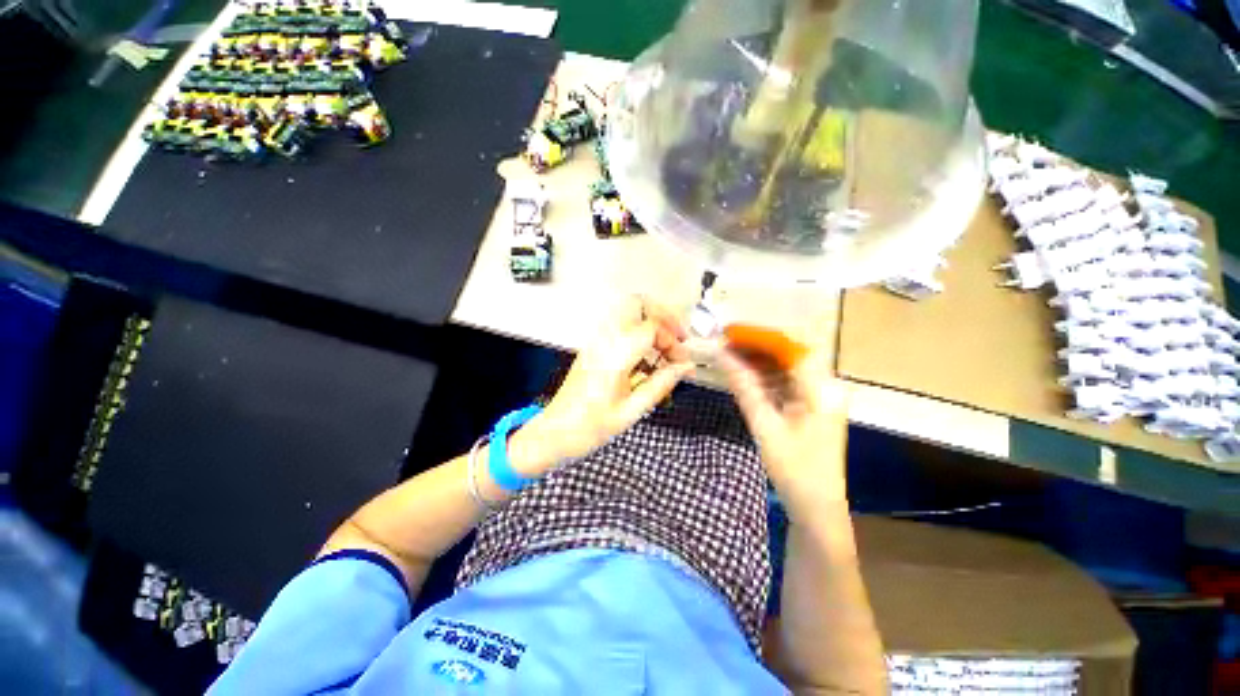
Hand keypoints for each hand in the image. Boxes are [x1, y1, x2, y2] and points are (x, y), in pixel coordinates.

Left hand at [511, 296, 694, 473]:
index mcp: (615, 353)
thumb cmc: (591, 427)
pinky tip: (645, 362)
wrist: (554, 433)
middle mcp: (605, 338)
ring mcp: (596, 340)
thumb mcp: (632, 410)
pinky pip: (620, 327)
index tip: (682, 363)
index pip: (653, 327)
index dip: (673, 342)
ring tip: (664, 352)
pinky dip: (638, 335)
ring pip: (629, 312)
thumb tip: (686, 367)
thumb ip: (661, 384)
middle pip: (638, 303)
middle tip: (678, 339)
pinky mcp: (593, 347)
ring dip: (651, 325)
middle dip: (663, 316)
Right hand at [721, 344, 849, 517]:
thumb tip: (722, 356)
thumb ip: (744, 387)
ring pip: (786, 366)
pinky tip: (744, 373)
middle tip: (725, 342)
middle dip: (756, 346)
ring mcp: (820, 395)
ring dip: (759, 360)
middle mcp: (826, 385)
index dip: (760, 336)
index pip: (790, 348)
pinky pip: (786, 381)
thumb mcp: (764, 426)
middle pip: (789, 353)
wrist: (817, 507)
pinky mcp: (812, 405)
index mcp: (821, 389)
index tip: (731, 332)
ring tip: (729, 355)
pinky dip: (765, 376)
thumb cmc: (794, 469)